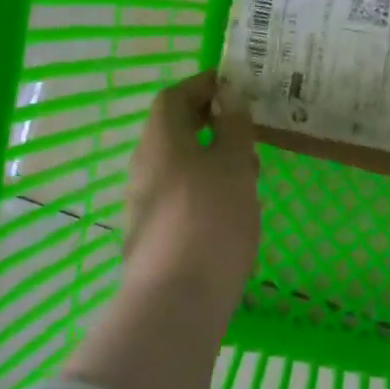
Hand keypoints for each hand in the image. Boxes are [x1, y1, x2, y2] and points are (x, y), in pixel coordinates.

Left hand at [122, 71, 260, 306]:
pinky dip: (202, 190)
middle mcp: (143, 165)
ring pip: (177, 165)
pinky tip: (230, 211)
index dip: (202, 86)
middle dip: (210, 124)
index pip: (174, 97)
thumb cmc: (210, 220)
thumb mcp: (233, 166)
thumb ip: (233, 127)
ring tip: (247, 173)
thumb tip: (229, 96)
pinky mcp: (149, 235)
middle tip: (245, 132)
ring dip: (209, 159)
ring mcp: (142, 202)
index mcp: (160, 139)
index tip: (232, 87)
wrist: (175, 301)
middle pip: (173, 130)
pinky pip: (177, 196)